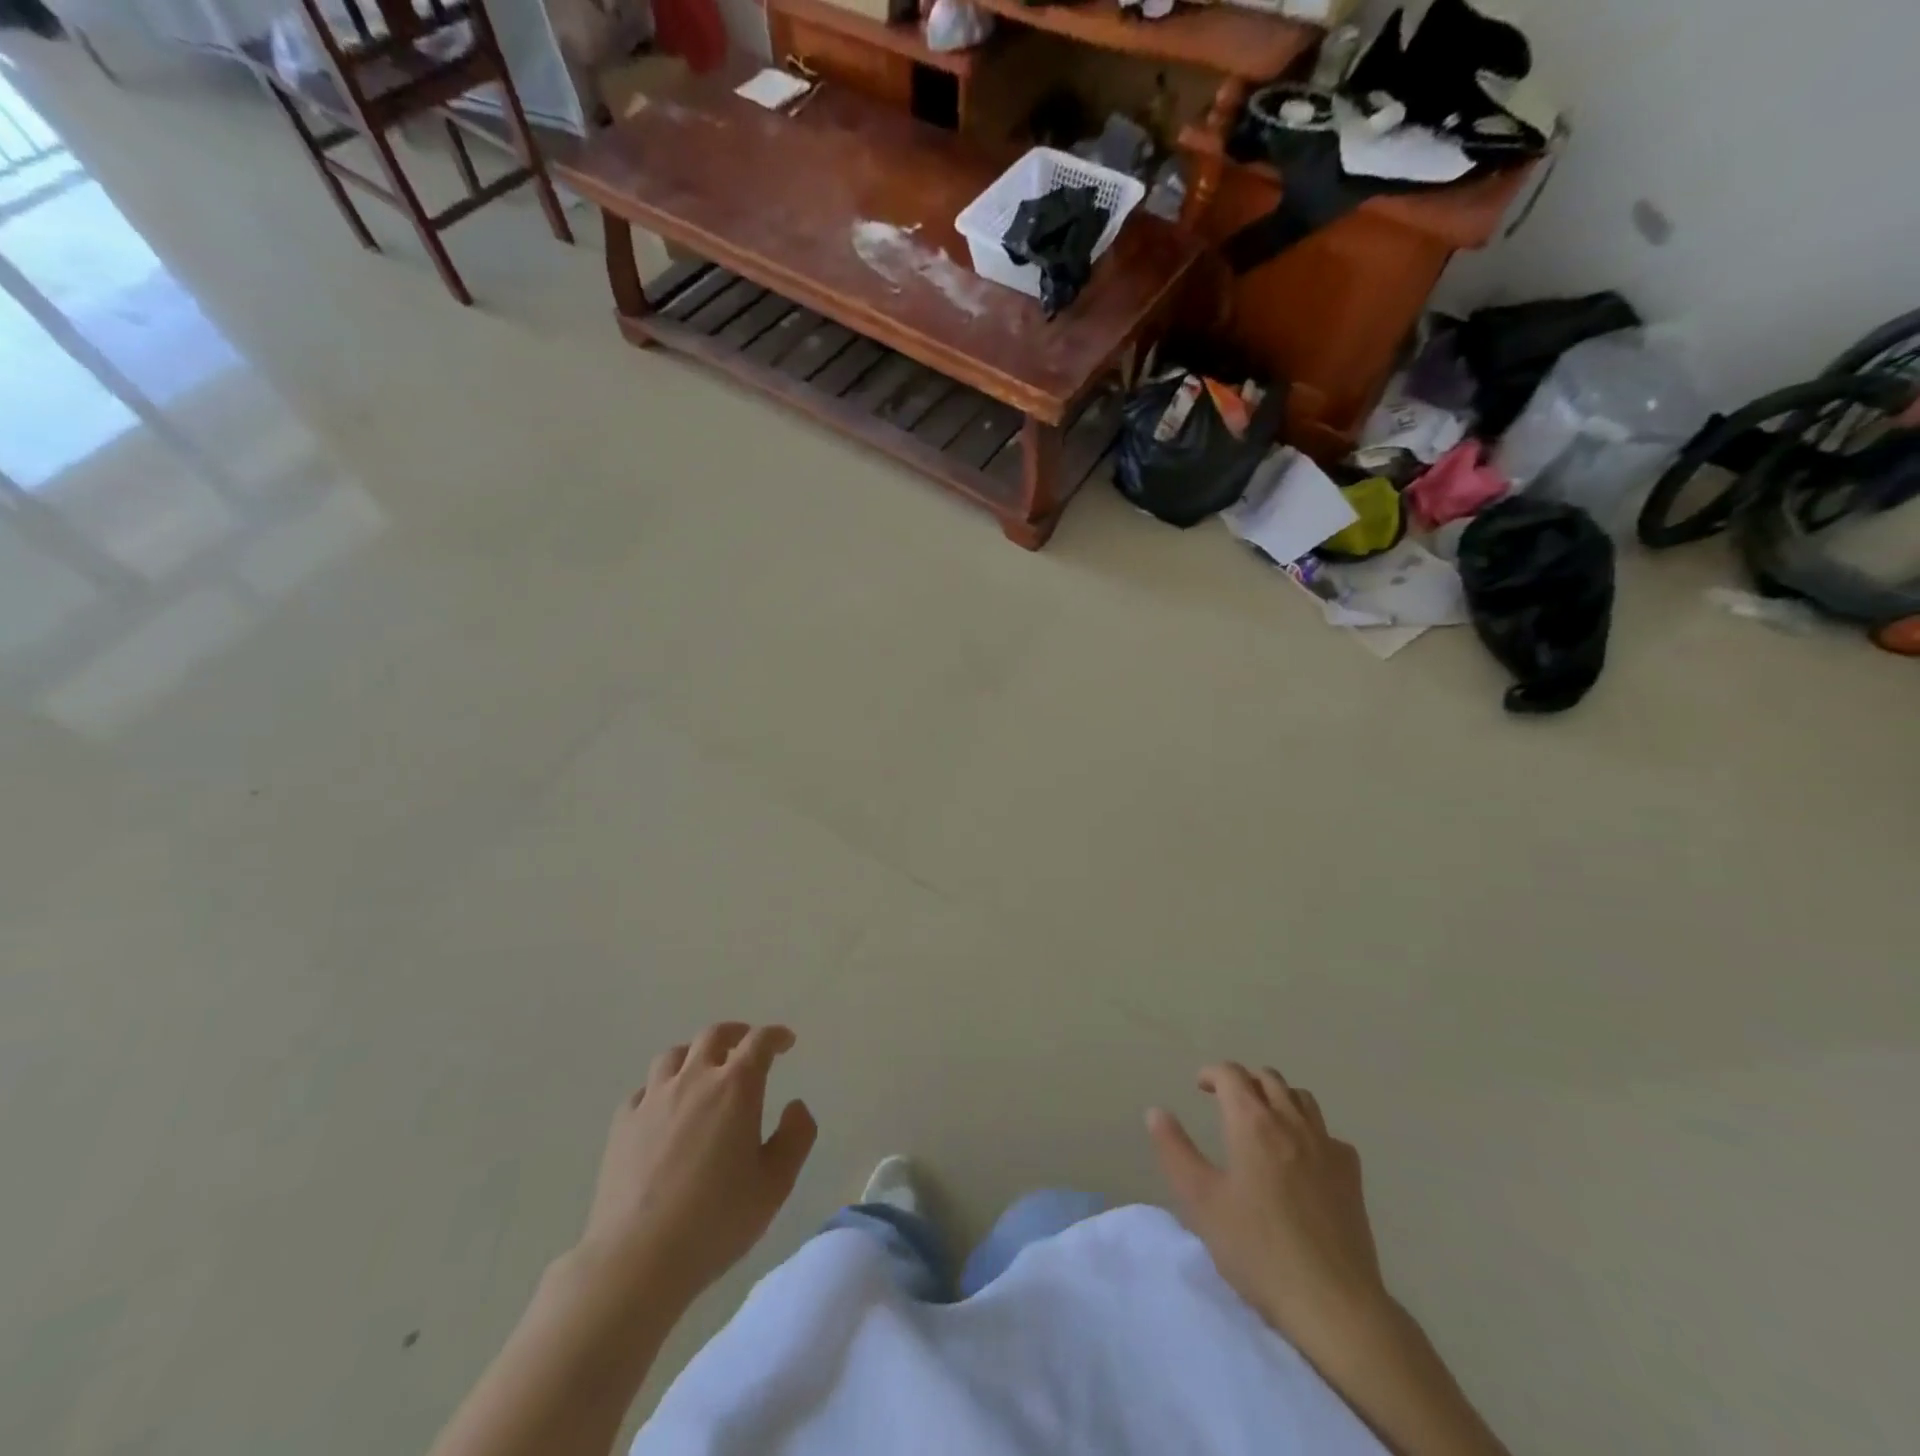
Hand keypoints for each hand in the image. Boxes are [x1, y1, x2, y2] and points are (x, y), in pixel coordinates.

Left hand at [577, 1022, 815, 1302]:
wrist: (636, 1259)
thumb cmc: (716, 1221)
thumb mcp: (775, 1184)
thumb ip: (795, 1137)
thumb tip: (795, 1105)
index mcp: (736, 1088)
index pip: (759, 1042)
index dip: (775, 1036)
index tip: (786, 1042)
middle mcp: (694, 1080)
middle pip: (714, 1035)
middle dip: (736, 1034)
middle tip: (747, 1044)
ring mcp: (653, 1099)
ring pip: (674, 1055)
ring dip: (695, 1054)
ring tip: (703, 1069)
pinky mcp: (622, 1124)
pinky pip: (644, 1089)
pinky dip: (661, 1088)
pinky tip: (664, 1108)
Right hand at [1148, 1063, 1388, 1356]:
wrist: (1334, 1304)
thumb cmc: (1258, 1250)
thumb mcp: (1200, 1201)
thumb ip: (1175, 1150)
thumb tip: (1156, 1112)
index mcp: (1252, 1122)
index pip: (1231, 1074)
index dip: (1212, 1073)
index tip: (1199, 1086)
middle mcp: (1291, 1122)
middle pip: (1268, 1078)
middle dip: (1244, 1080)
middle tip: (1226, 1100)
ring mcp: (1327, 1147)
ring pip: (1302, 1099)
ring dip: (1278, 1097)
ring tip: (1263, 1120)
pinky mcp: (1352, 1177)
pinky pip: (1329, 1134)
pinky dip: (1310, 1130)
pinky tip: (1303, 1157)